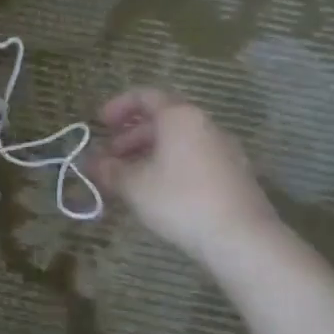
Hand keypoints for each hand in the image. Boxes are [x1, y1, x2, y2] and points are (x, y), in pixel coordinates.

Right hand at [93, 90, 278, 258]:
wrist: (243, 238)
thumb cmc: (181, 201)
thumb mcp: (135, 186)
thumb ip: (109, 170)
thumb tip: (91, 163)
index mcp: (180, 116)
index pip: (145, 96)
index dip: (118, 106)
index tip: (100, 124)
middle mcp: (204, 124)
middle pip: (163, 119)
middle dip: (131, 136)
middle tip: (110, 157)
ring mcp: (224, 148)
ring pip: (179, 140)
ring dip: (150, 153)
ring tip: (130, 178)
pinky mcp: (235, 173)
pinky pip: (195, 157)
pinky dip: (172, 165)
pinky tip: (160, 192)